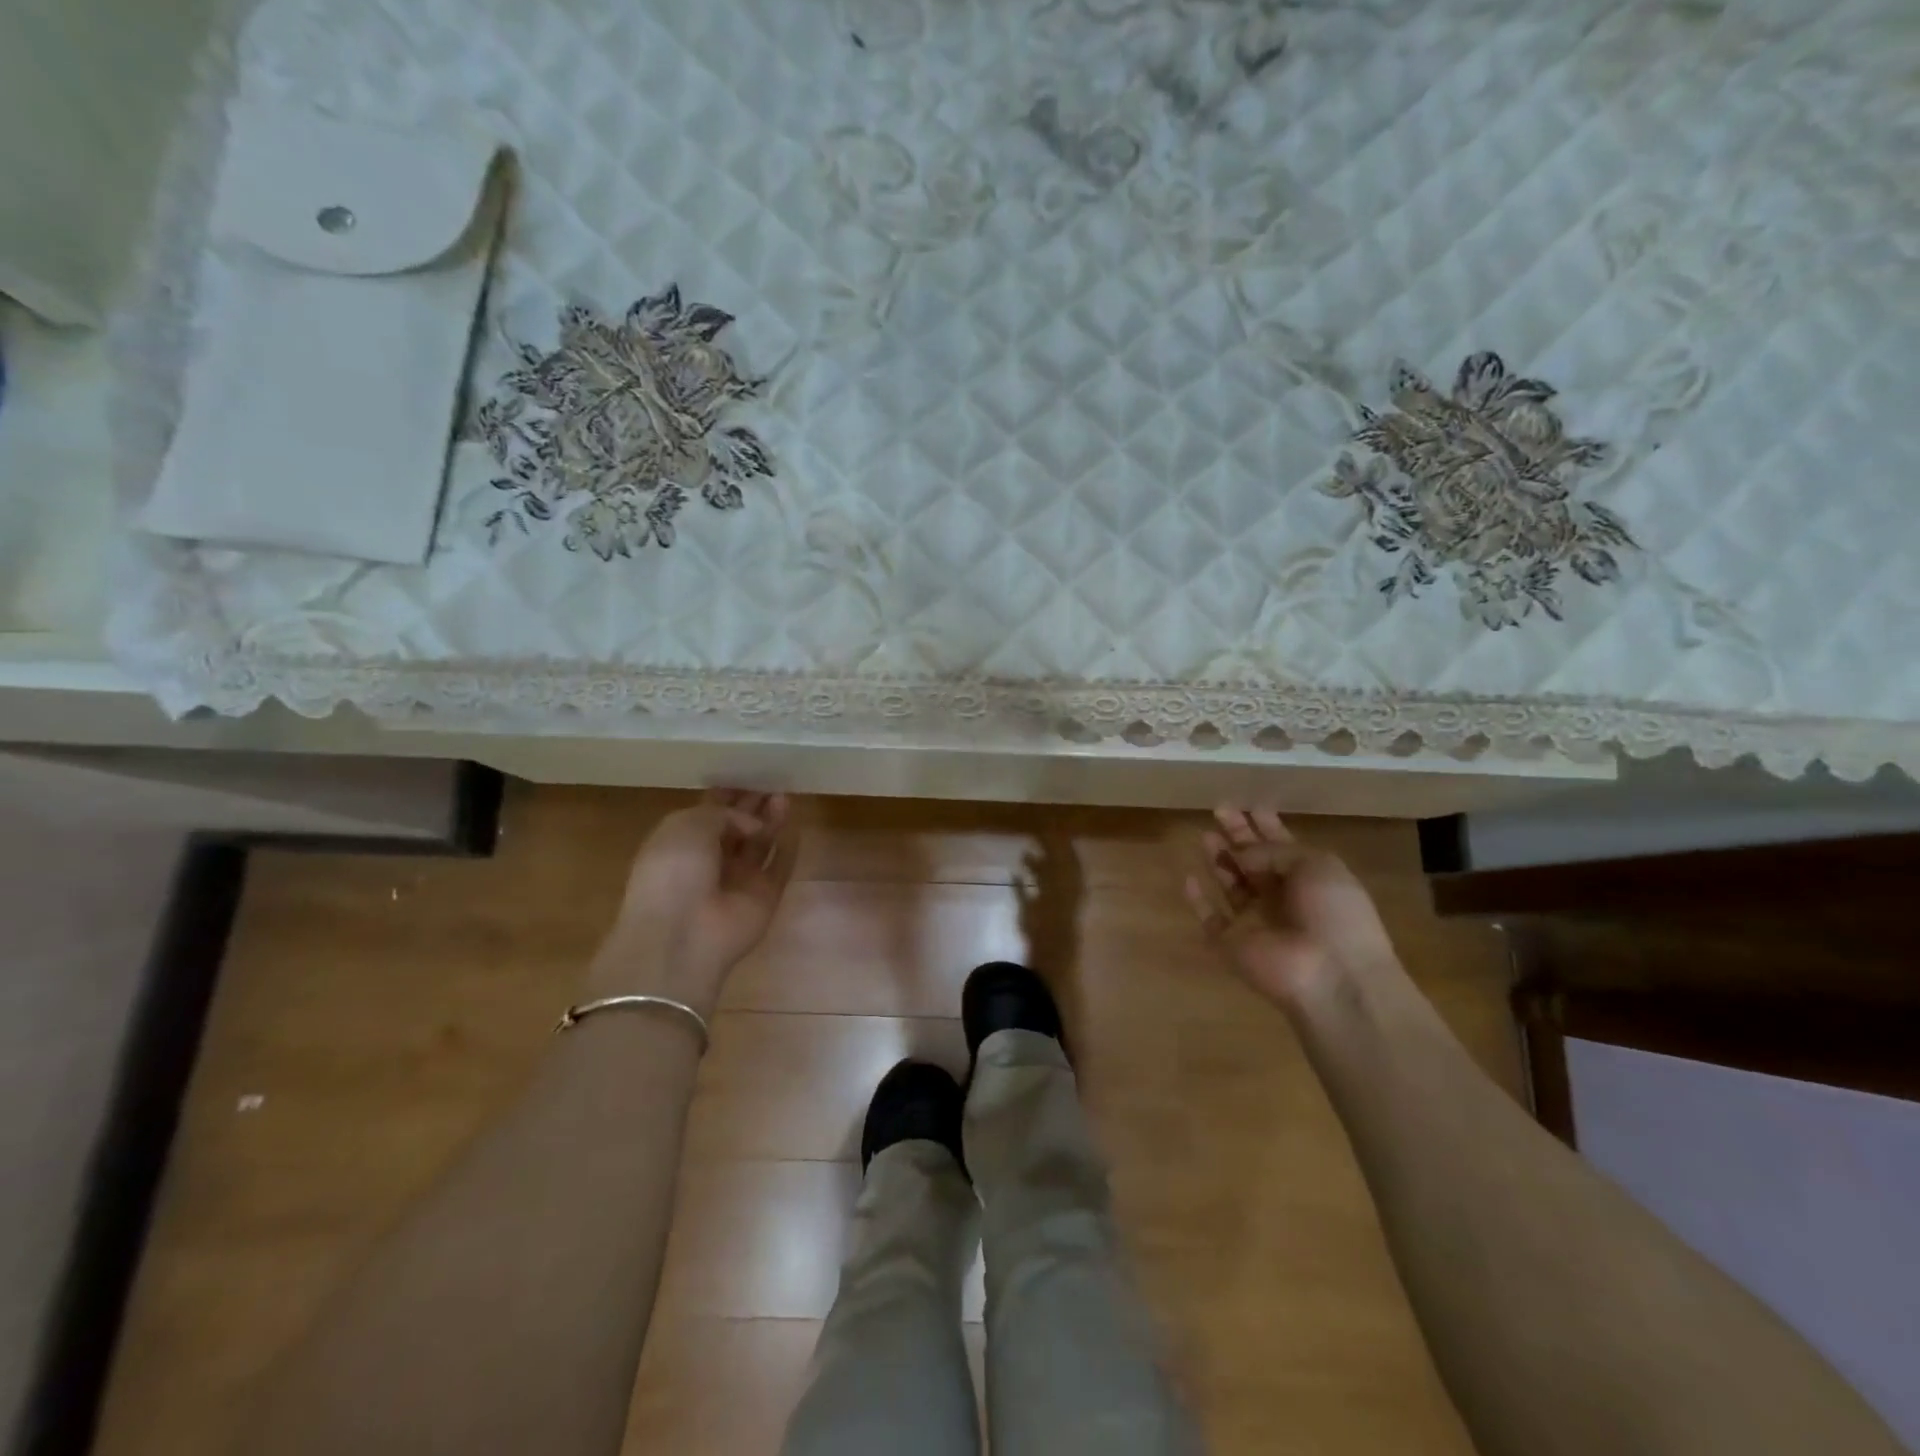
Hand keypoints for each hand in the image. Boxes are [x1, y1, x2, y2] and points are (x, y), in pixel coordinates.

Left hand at [593, 790, 795, 1014]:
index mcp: (682, 841)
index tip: (749, 771)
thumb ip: (723, 812)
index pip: (709, 811)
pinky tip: (796, 825)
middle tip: (774, 779)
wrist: (682, 934)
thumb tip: (752, 824)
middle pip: (738, 826)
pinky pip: (780, 867)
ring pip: (760, 844)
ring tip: (784, 795)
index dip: (728, 792)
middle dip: (754, 803)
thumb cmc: (673, 871)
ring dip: (771, 820)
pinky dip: (788, 847)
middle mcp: (711, 860)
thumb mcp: (687, 825)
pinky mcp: (765, 896)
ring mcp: (739, 880)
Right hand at [1184, 805, 1400, 1010]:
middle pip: (1254, 862)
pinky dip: (1198, 900)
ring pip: (1232, 886)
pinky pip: (1210, 919)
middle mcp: (1282, 898)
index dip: (1266, 825)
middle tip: (1219, 810)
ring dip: (1219, 861)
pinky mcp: (1231, 943)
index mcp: (1309, 879)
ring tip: (1204, 836)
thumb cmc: (1334, 913)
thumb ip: (1273, 850)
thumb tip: (1240, 854)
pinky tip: (1188, 878)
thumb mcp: (1316, 865)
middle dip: (1238, 836)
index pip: (1283, 846)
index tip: (1249, 804)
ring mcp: (1256, 922)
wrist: (1331, 975)